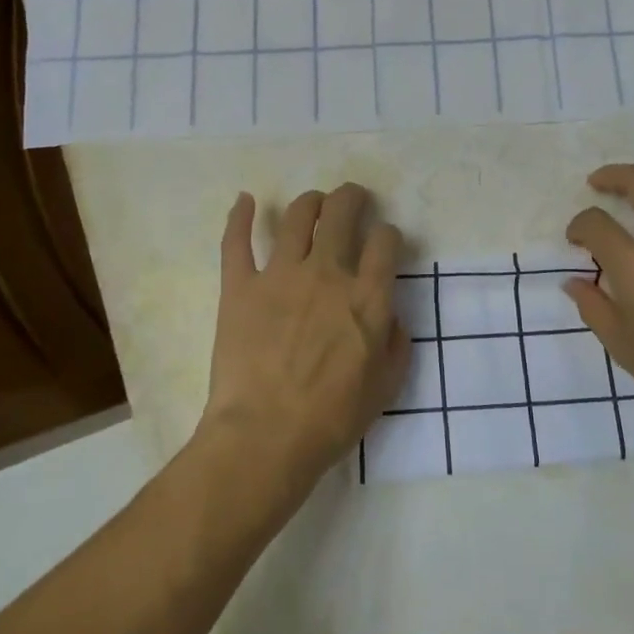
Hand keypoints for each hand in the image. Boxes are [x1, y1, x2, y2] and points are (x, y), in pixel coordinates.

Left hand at [198, 184, 409, 499]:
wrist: (265, 436)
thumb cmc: (331, 418)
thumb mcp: (385, 387)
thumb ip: (396, 343)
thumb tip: (390, 315)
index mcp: (367, 297)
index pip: (385, 241)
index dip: (388, 235)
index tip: (385, 242)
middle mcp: (326, 273)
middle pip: (341, 213)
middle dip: (351, 198)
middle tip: (353, 198)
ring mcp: (279, 275)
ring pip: (296, 217)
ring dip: (310, 202)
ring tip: (314, 203)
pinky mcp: (240, 286)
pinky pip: (237, 241)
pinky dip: (239, 216)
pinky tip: (245, 200)